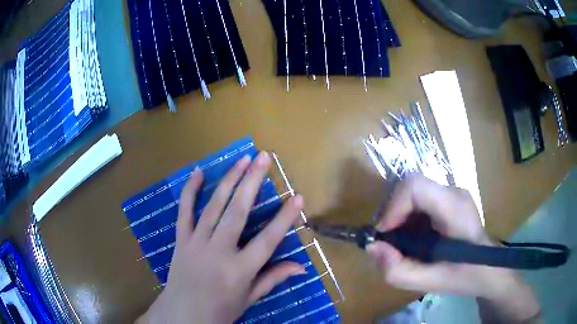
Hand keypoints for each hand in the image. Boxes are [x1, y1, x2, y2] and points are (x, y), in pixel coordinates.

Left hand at [137, 152, 304, 323]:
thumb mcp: (249, 298)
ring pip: (214, 206)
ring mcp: (197, 243)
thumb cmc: (220, 310)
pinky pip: (184, 211)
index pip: (268, 240)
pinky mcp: (181, 240)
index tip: (298, 196)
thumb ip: (273, 279)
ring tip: (242, 159)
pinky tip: (197, 172)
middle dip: (252, 182)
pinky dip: (190, 191)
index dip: (285, 218)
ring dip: (229, 180)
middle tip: (263, 158)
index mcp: (240, 270)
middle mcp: (218, 251)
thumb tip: (301, 267)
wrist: (183, 315)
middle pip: (238, 212)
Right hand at [366, 173, 539, 321]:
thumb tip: (372, 248)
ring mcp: (453, 193)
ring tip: (400, 243)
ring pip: (414, 193)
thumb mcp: (432, 281)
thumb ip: (400, 271)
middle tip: (389, 242)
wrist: (490, 268)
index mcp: (454, 207)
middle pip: (411, 187)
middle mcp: (454, 192)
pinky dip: (408, 218)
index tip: (385, 234)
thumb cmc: (467, 275)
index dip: (393, 206)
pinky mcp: (449, 199)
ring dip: (400, 216)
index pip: (415, 185)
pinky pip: (420, 200)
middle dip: (393, 213)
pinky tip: (413, 238)